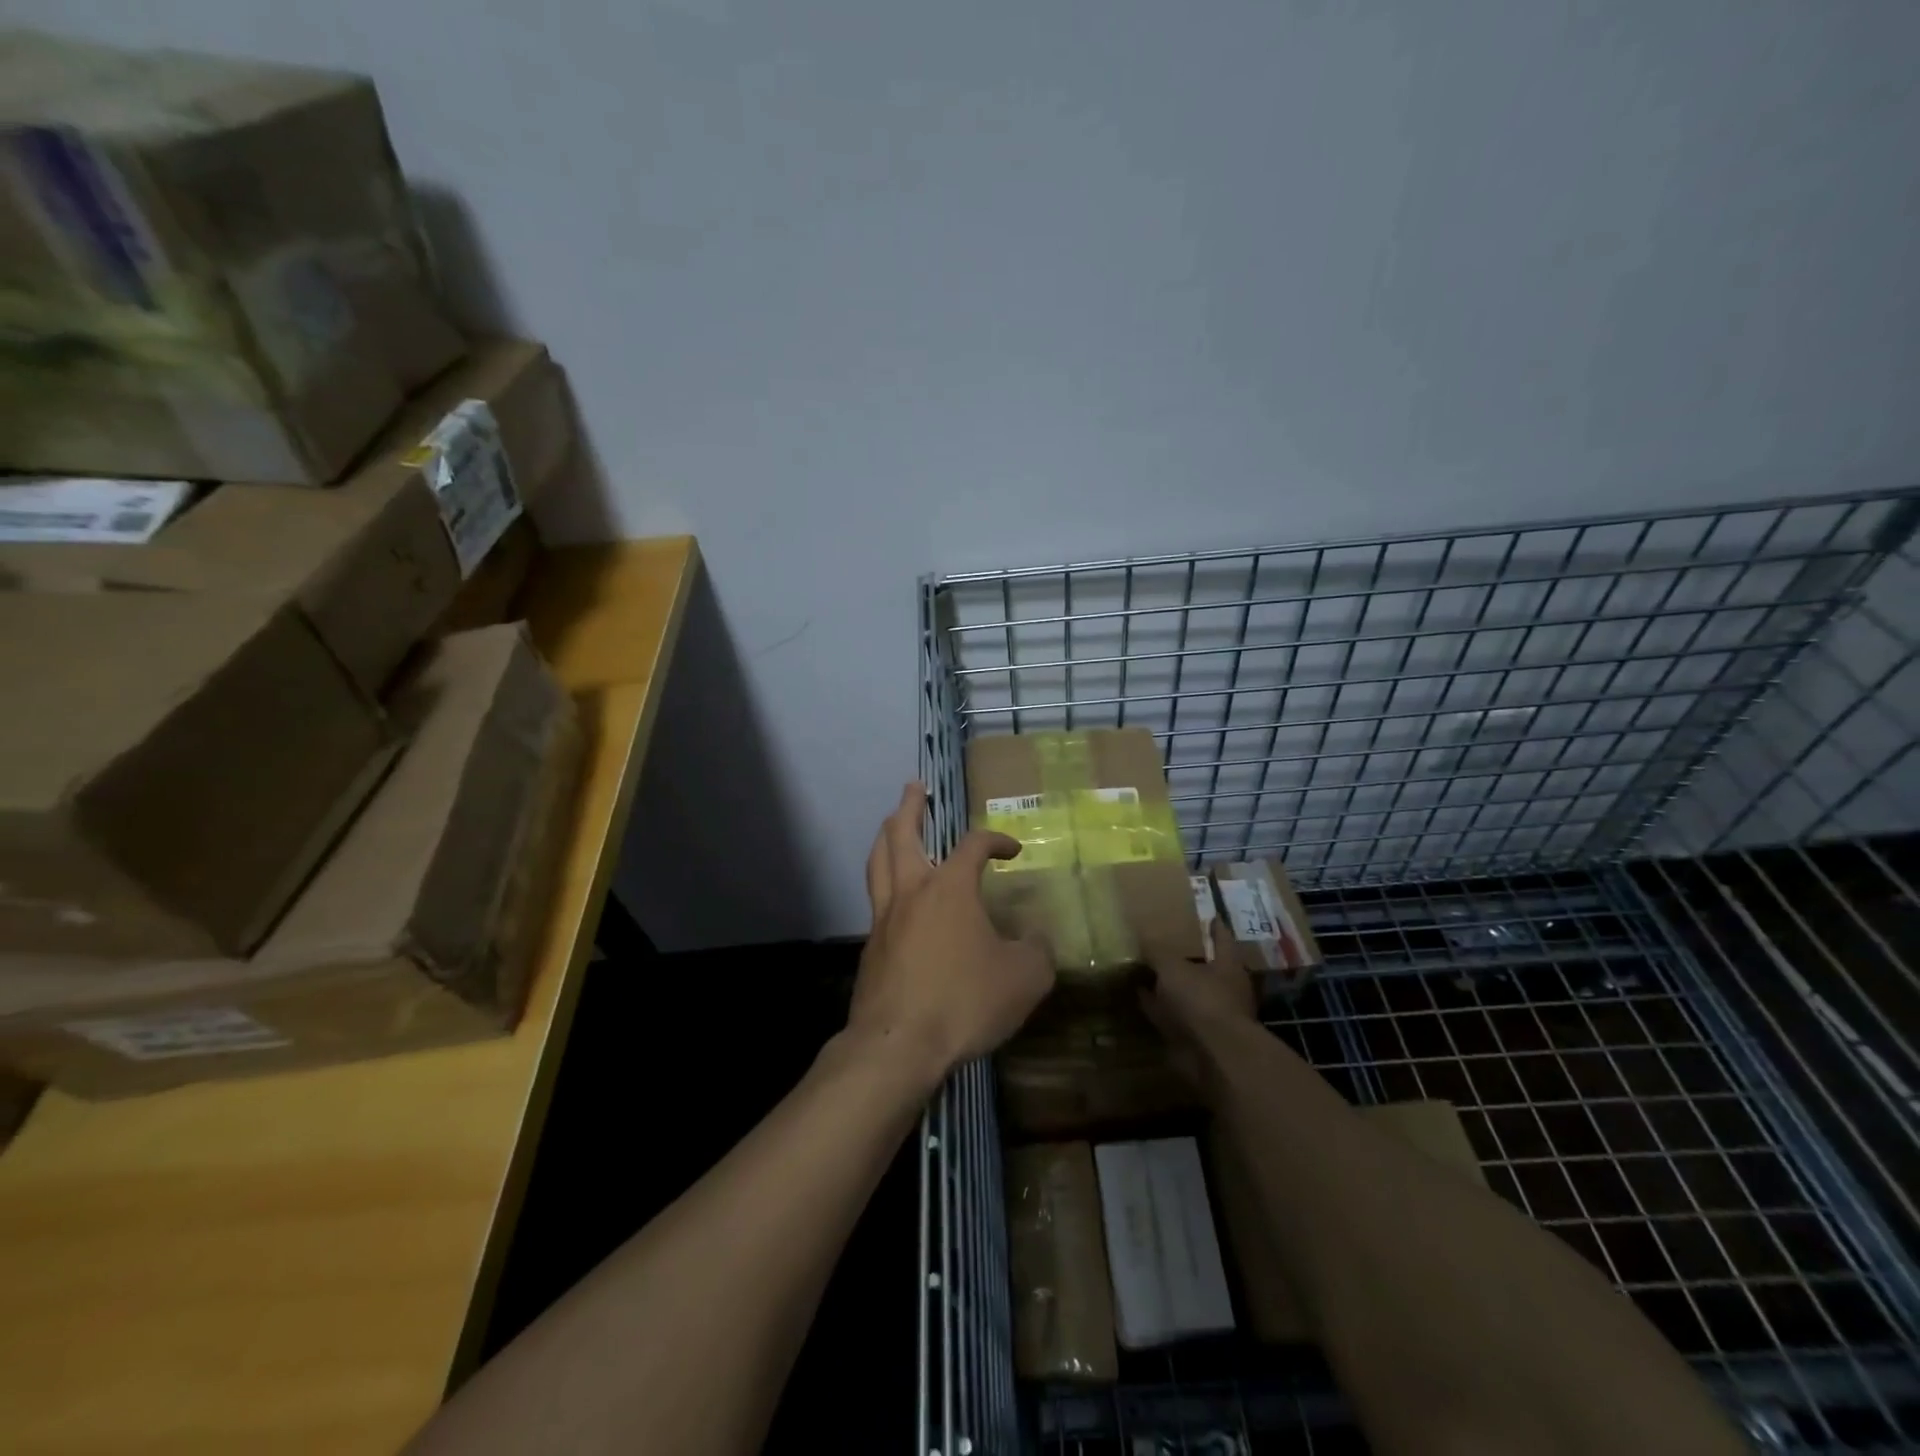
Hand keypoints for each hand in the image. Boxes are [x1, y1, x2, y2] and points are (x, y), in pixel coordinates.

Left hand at [848, 783, 1054, 1083]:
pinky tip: (893, 895)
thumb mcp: (1023, 979)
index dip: (996, 840)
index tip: (1012, 850)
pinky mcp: (871, 947)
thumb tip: (1037, 939)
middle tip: (914, 787)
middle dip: (910, 807)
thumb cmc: (964, 1001)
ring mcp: (884, 918)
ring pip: (878, 862)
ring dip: (886, 836)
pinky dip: (883, 881)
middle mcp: (912, 891)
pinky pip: (875, 900)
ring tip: (890, 824)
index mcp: (950, 887)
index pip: (974, 845)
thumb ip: (1037, 952)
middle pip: (902, 834)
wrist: (899, 1045)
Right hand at [1139, 922, 1256, 1081]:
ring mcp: (1211, 1015)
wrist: (1212, 1056)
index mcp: (1228, 966)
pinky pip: (1173, 1016)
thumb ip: (1157, 951)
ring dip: (1170, 986)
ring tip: (1146, 970)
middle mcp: (1225, 989)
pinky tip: (1141, 998)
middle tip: (1166, 942)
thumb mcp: (1172, 967)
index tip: (1208, 914)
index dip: (1214, 926)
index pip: (1222, 938)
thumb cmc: (1201, 1000)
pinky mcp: (1196, 1038)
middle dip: (1188, 958)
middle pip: (1206, 967)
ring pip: (1187, 993)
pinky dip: (1159, 1008)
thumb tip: (1141, 933)